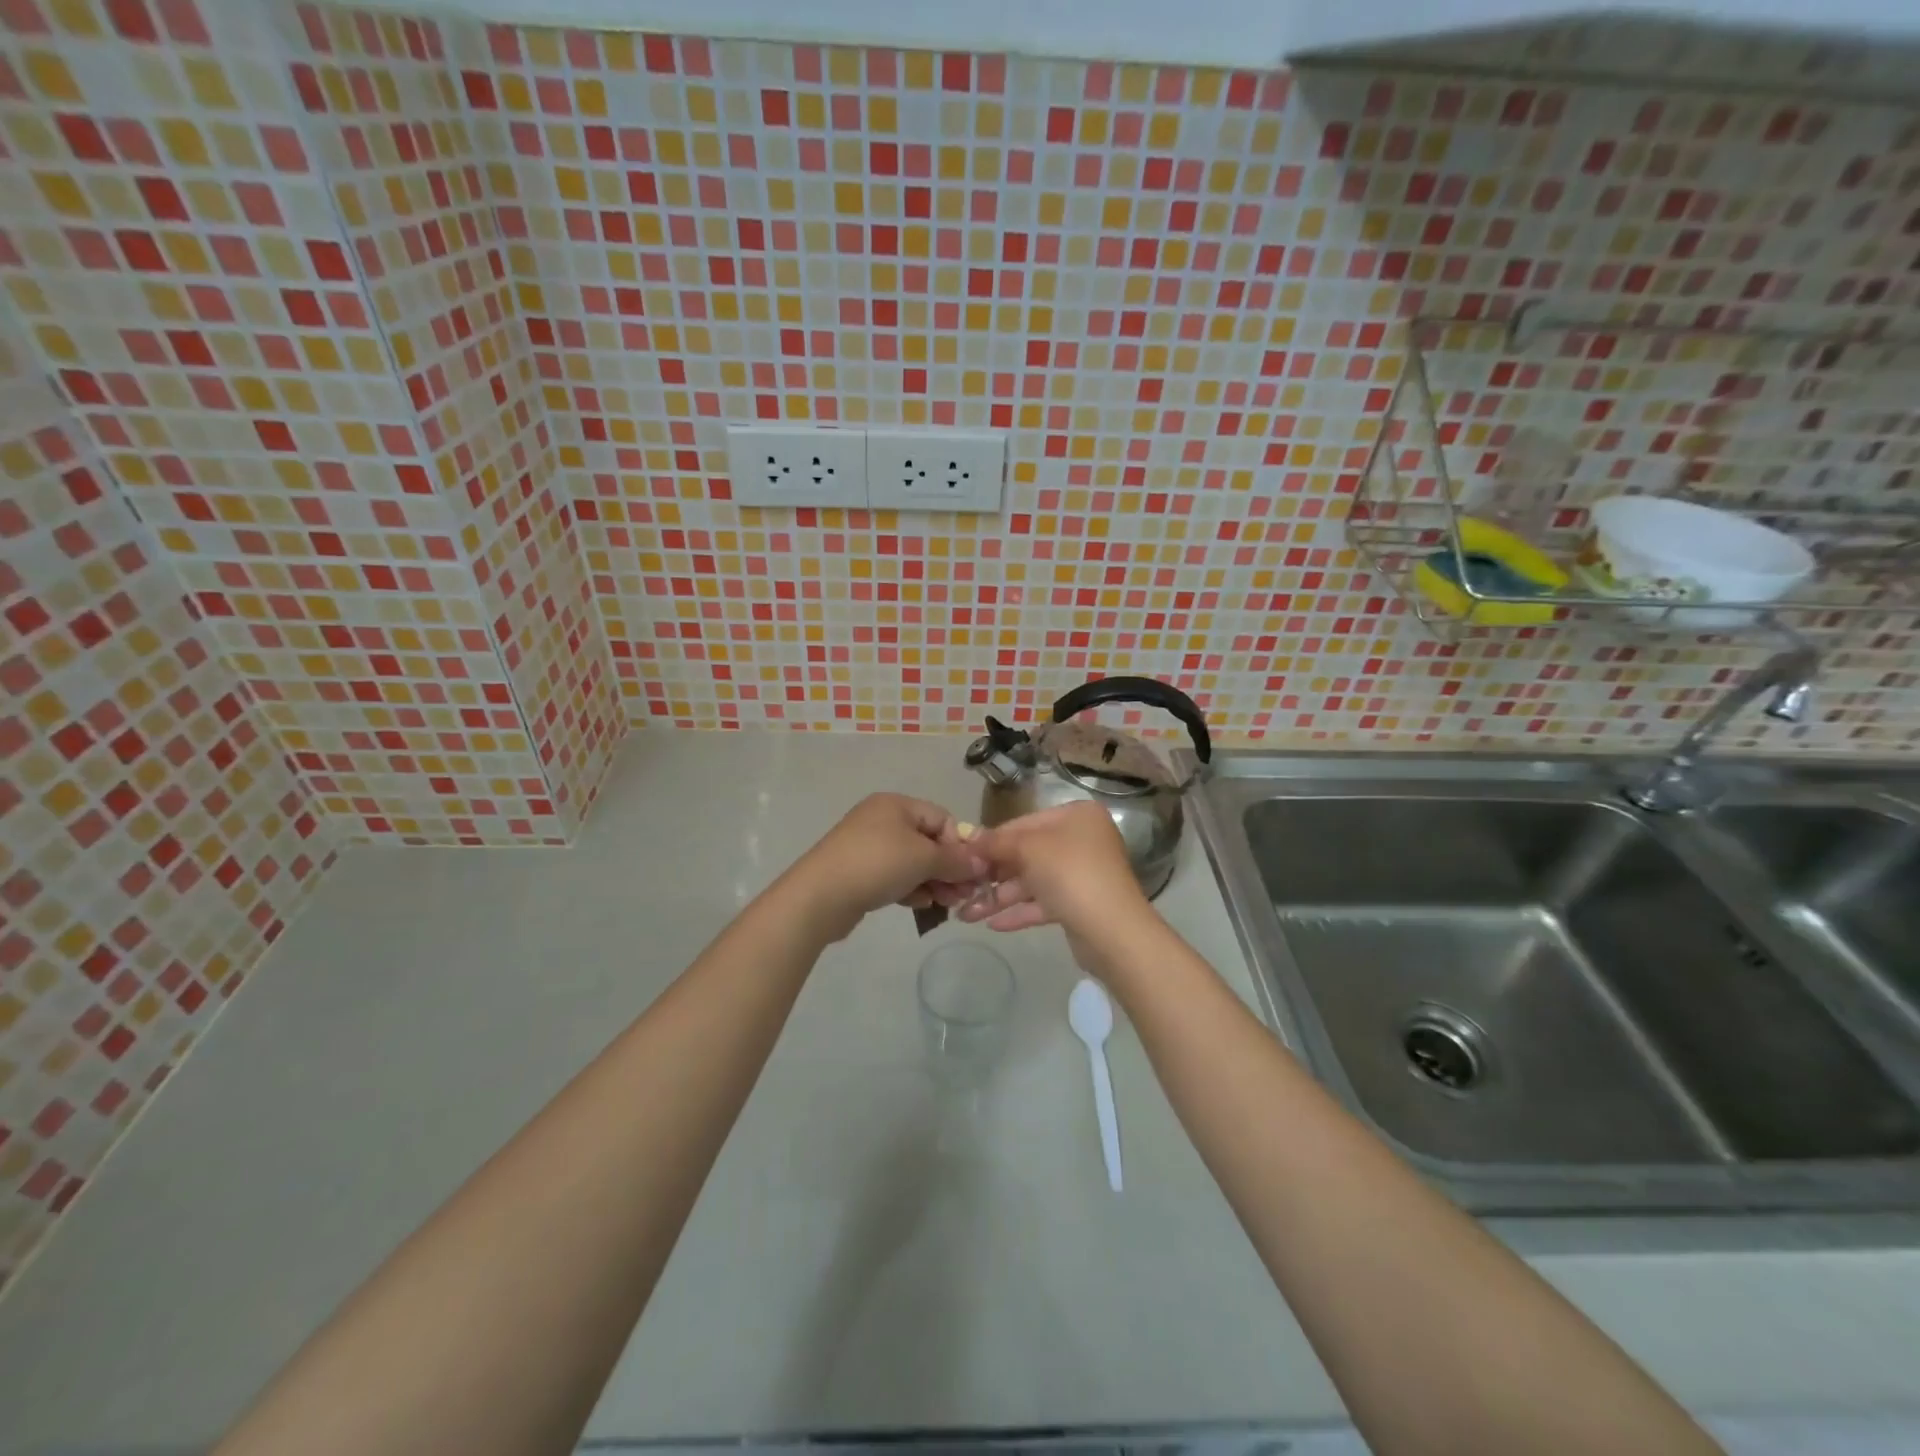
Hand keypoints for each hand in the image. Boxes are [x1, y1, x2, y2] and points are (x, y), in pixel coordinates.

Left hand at [785, 793, 986, 941]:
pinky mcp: (859, 871)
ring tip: (944, 904)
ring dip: (932, 881)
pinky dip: (910, 887)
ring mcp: (868, 845)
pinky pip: (894, 875)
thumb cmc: (877, 864)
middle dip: (948, 868)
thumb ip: (956, 860)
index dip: (959, 845)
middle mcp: (882, 819)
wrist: (820, 895)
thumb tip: (982, 863)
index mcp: (897, 804)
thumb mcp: (924, 859)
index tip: (969, 873)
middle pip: (928, 840)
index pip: (942, 818)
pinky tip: (919, 905)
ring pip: (912, 861)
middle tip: (961, 895)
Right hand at [956, 802, 1151, 946]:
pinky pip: (1044, 903)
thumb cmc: (1070, 874)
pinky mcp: (1080, 905)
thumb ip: (997, 842)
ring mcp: (1082, 874)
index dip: (992, 840)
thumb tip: (970, 838)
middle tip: (961, 888)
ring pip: (1033, 881)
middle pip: (1027, 853)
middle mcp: (1082, 840)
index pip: (1023, 823)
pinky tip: (992, 925)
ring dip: (1000, 898)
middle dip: (993, 874)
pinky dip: (1019, 911)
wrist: (1113, 931)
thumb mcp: (1028, 849)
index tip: (963, 855)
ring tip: (965, 915)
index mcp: (1076, 816)